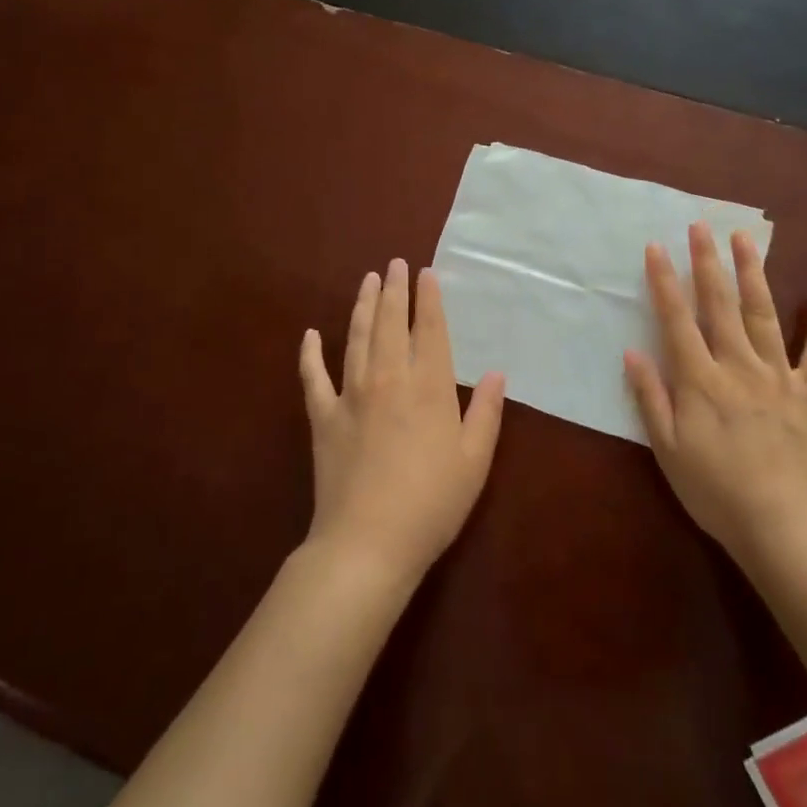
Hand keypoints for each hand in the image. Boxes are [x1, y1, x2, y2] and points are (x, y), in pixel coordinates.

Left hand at [298, 259, 505, 585]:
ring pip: (357, 337)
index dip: (430, 299)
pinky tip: (311, 334)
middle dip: (395, 289)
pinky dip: (310, 353)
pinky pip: (313, 376)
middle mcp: (389, 378)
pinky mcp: (323, 416)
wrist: (368, 542)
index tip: (426, 273)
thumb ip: (487, 412)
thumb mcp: (474, 460)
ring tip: (368, 280)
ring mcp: (351, 394)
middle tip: (395, 263)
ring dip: (363, 306)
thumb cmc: (431, 503)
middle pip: (391, 322)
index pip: (431, 329)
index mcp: (429, 386)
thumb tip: (496, 373)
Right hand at [624, 223, 806, 574]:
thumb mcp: (667, 450)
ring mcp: (779, 375)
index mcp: (700, 380)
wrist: (782, 526)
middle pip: (719, 304)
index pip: (677, 319)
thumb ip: (650, 397)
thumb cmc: (715, 490)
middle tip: (701, 225)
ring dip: (753, 273)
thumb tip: (633, 351)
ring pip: (763, 314)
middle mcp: (738, 365)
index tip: (657, 246)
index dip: (665, 281)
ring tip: (744, 238)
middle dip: (707, 262)